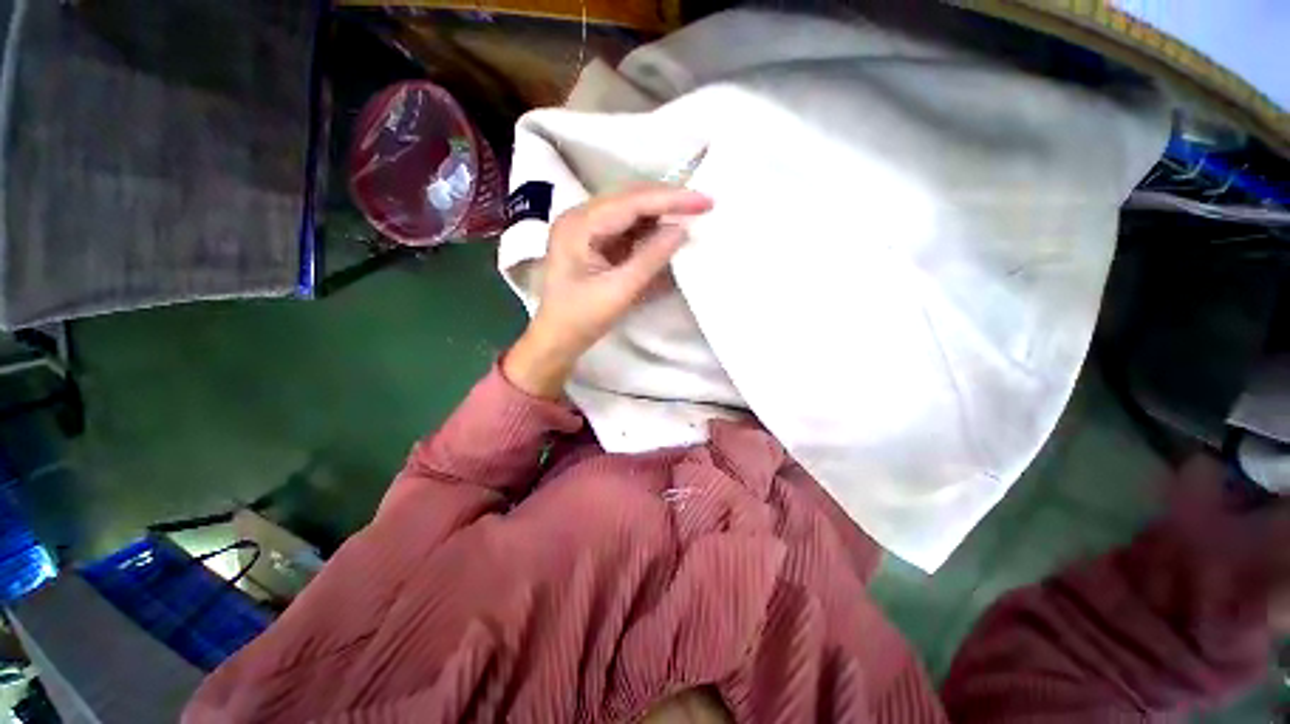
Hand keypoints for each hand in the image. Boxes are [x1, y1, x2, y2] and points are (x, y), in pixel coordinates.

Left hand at [503, 184, 712, 398]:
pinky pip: (626, 226)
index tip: (705, 201)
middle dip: (668, 201)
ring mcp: (586, 228)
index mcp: (579, 226)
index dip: (671, 199)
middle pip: (630, 199)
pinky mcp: (594, 241)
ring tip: (691, 215)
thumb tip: (682, 229)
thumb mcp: (619, 292)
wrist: (556, 339)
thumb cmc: (581, 320)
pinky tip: (668, 231)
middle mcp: (580, 217)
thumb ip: (651, 258)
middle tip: (703, 205)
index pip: (631, 202)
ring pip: (630, 210)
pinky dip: (649, 229)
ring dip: (660, 213)